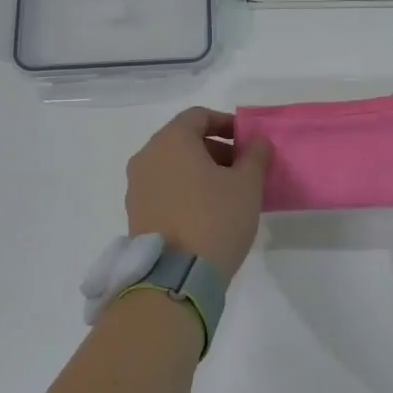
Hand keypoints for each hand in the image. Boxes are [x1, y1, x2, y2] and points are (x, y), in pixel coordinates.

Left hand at [125, 107, 271, 279]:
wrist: (177, 276)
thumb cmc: (216, 218)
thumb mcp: (247, 184)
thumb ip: (255, 155)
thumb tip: (257, 141)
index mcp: (171, 141)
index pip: (198, 116)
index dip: (226, 123)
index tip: (247, 141)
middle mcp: (147, 157)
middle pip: (183, 140)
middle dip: (215, 149)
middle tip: (242, 170)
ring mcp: (136, 186)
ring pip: (172, 166)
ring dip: (200, 171)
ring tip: (227, 194)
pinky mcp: (135, 212)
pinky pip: (163, 188)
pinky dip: (184, 190)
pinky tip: (206, 212)